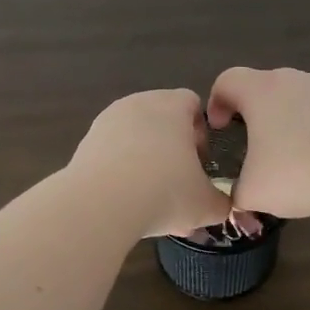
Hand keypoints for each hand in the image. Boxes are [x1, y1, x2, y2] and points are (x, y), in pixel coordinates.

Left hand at [69, 89, 233, 238]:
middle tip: (178, 183)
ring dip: (145, 160)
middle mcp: (138, 104)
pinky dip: (120, 170)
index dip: (201, 132)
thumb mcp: (205, 204)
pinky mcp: (86, 142)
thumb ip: (221, 202)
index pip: (192, 103)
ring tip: (149, 197)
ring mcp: (108, 121)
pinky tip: (125, 199)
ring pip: (135, 137)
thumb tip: (223, 205)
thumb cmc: (165, 193)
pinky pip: (112, 151)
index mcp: (172, 106)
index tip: (201, 163)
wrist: (100, 205)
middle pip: (162, 119)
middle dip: (172, 149)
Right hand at [205, 67, 309, 220]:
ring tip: (283, 158)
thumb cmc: (298, 172)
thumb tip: (238, 196)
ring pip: (290, 100)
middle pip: (259, 87)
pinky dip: (308, 130)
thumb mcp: (252, 192)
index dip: (215, 103)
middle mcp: (290, 80)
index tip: (219, 131)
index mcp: (259, 90)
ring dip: (281, 123)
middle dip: (249, 115)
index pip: (226, 81)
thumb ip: (235, 191)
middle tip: (247, 147)